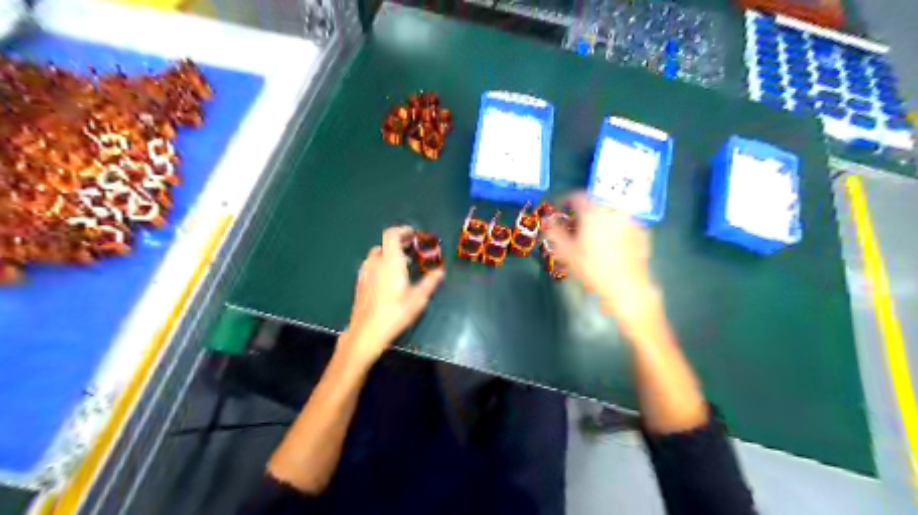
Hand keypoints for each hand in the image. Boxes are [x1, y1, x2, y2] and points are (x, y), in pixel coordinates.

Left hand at [341, 225, 445, 365]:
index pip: (391, 235)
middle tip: (412, 250)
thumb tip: (440, 272)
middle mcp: (375, 263)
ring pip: (376, 255)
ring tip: (402, 264)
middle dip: (398, 243)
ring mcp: (365, 273)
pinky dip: (381, 264)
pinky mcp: (360, 283)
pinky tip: (388, 279)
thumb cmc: (395, 313)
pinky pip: (371, 266)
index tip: (413, 234)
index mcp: (390, 262)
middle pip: (384, 244)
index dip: (402, 230)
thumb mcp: (418, 299)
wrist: (366, 332)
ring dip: (389, 254)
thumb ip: (429, 283)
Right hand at [544, 191, 668, 332]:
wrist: (626, 287)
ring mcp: (631, 221)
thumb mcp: (567, 252)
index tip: (562, 208)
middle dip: (584, 215)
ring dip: (600, 223)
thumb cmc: (593, 269)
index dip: (567, 200)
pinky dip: (616, 232)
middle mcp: (614, 211)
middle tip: (577, 229)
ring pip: (610, 216)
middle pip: (595, 206)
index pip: (577, 196)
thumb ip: (554, 232)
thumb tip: (547, 220)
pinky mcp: (642, 232)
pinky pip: (624, 226)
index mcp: (593, 212)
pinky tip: (612, 247)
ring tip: (594, 240)